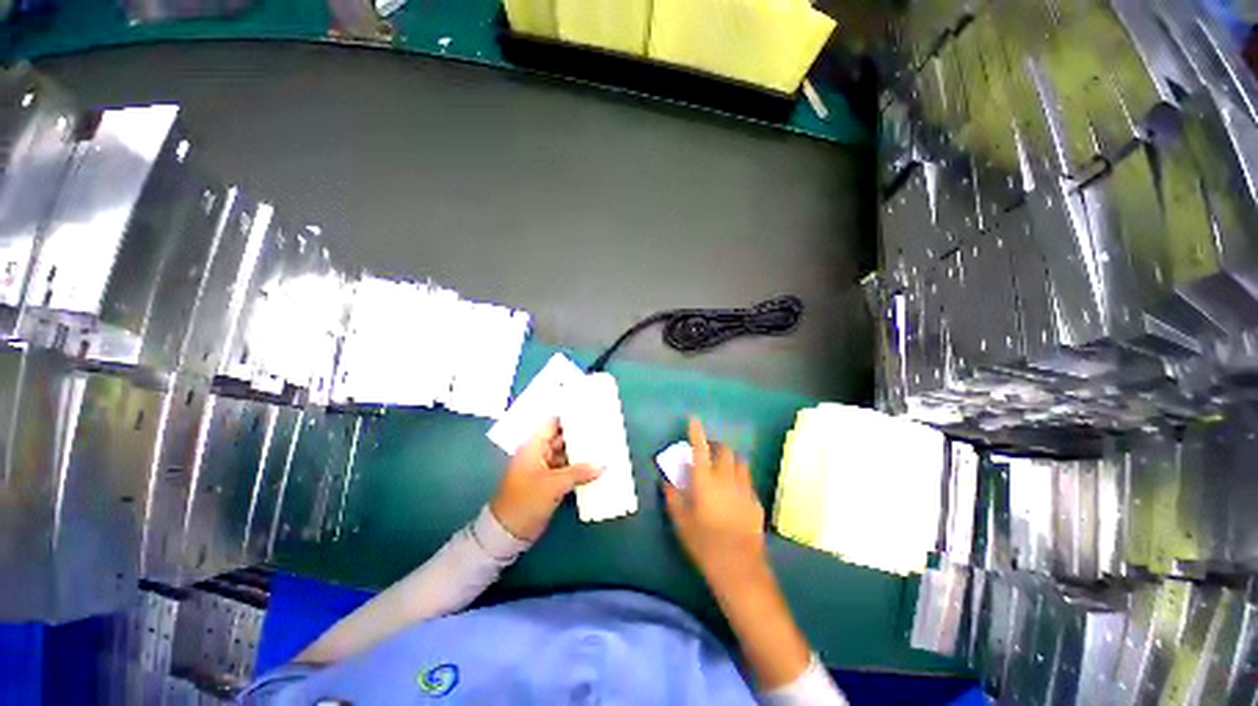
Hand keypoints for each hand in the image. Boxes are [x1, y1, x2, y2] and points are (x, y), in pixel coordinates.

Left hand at [490, 419, 601, 541]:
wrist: (509, 531)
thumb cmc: (527, 500)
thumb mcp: (554, 484)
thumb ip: (579, 472)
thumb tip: (603, 465)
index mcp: (534, 446)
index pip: (553, 424)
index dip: (570, 419)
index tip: (590, 416)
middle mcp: (540, 453)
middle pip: (562, 439)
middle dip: (580, 437)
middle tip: (603, 432)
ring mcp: (545, 469)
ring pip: (566, 455)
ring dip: (582, 454)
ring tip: (604, 448)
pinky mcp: (550, 483)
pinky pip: (568, 471)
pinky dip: (580, 470)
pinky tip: (596, 468)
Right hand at [664, 418, 769, 590]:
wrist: (739, 566)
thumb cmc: (704, 542)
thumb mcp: (681, 521)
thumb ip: (673, 497)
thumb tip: (667, 481)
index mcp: (705, 480)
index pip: (700, 449)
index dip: (696, 432)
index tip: (694, 419)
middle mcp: (726, 478)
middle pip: (725, 451)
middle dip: (716, 445)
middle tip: (708, 451)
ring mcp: (744, 489)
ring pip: (740, 462)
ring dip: (730, 459)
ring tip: (723, 467)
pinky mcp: (755, 501)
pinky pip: (748, 481)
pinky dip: (739, 478)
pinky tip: (735, 492)